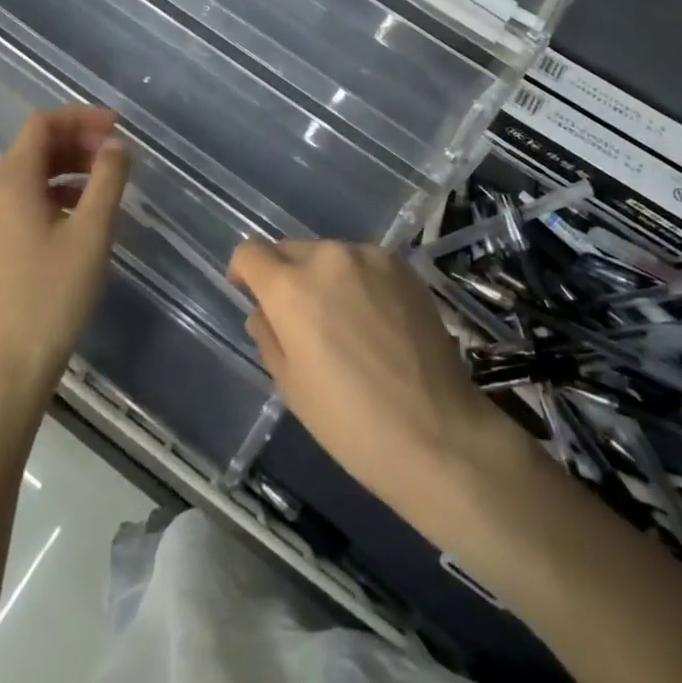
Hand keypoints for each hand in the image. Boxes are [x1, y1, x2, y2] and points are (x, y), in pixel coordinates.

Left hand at [0, 107, 129, 409]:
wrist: (11, 366)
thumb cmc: (54, 295)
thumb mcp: (92, 233)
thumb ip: (107, 179)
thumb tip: (116, 144)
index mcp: (11, 184)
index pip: (42, 125)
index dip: (80, 117)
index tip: (117, 127)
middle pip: (33, 147)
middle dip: (76, 141)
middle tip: (115, 152)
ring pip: (28, 174)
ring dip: (66, 166)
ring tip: (104, 180)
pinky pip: (22, 199)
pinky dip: (53, 191)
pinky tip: (80, 213)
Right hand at [228, 240, 515, 530]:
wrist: (437, 432)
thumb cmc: (350, 422)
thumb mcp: (292, 387)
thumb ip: (269, 337)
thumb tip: (264, 312)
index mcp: (290, 288)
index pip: (250, 253)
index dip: (244, 273)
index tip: (251, 296)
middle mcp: (327, 257)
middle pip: (289, 250)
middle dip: (285, 276)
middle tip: (300, 319)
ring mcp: (370, 257)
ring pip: (329, 255)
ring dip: (324, 277)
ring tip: (344, 322)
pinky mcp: (403, 266)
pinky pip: (365, 263)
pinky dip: (359, 281)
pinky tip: (376, 320)